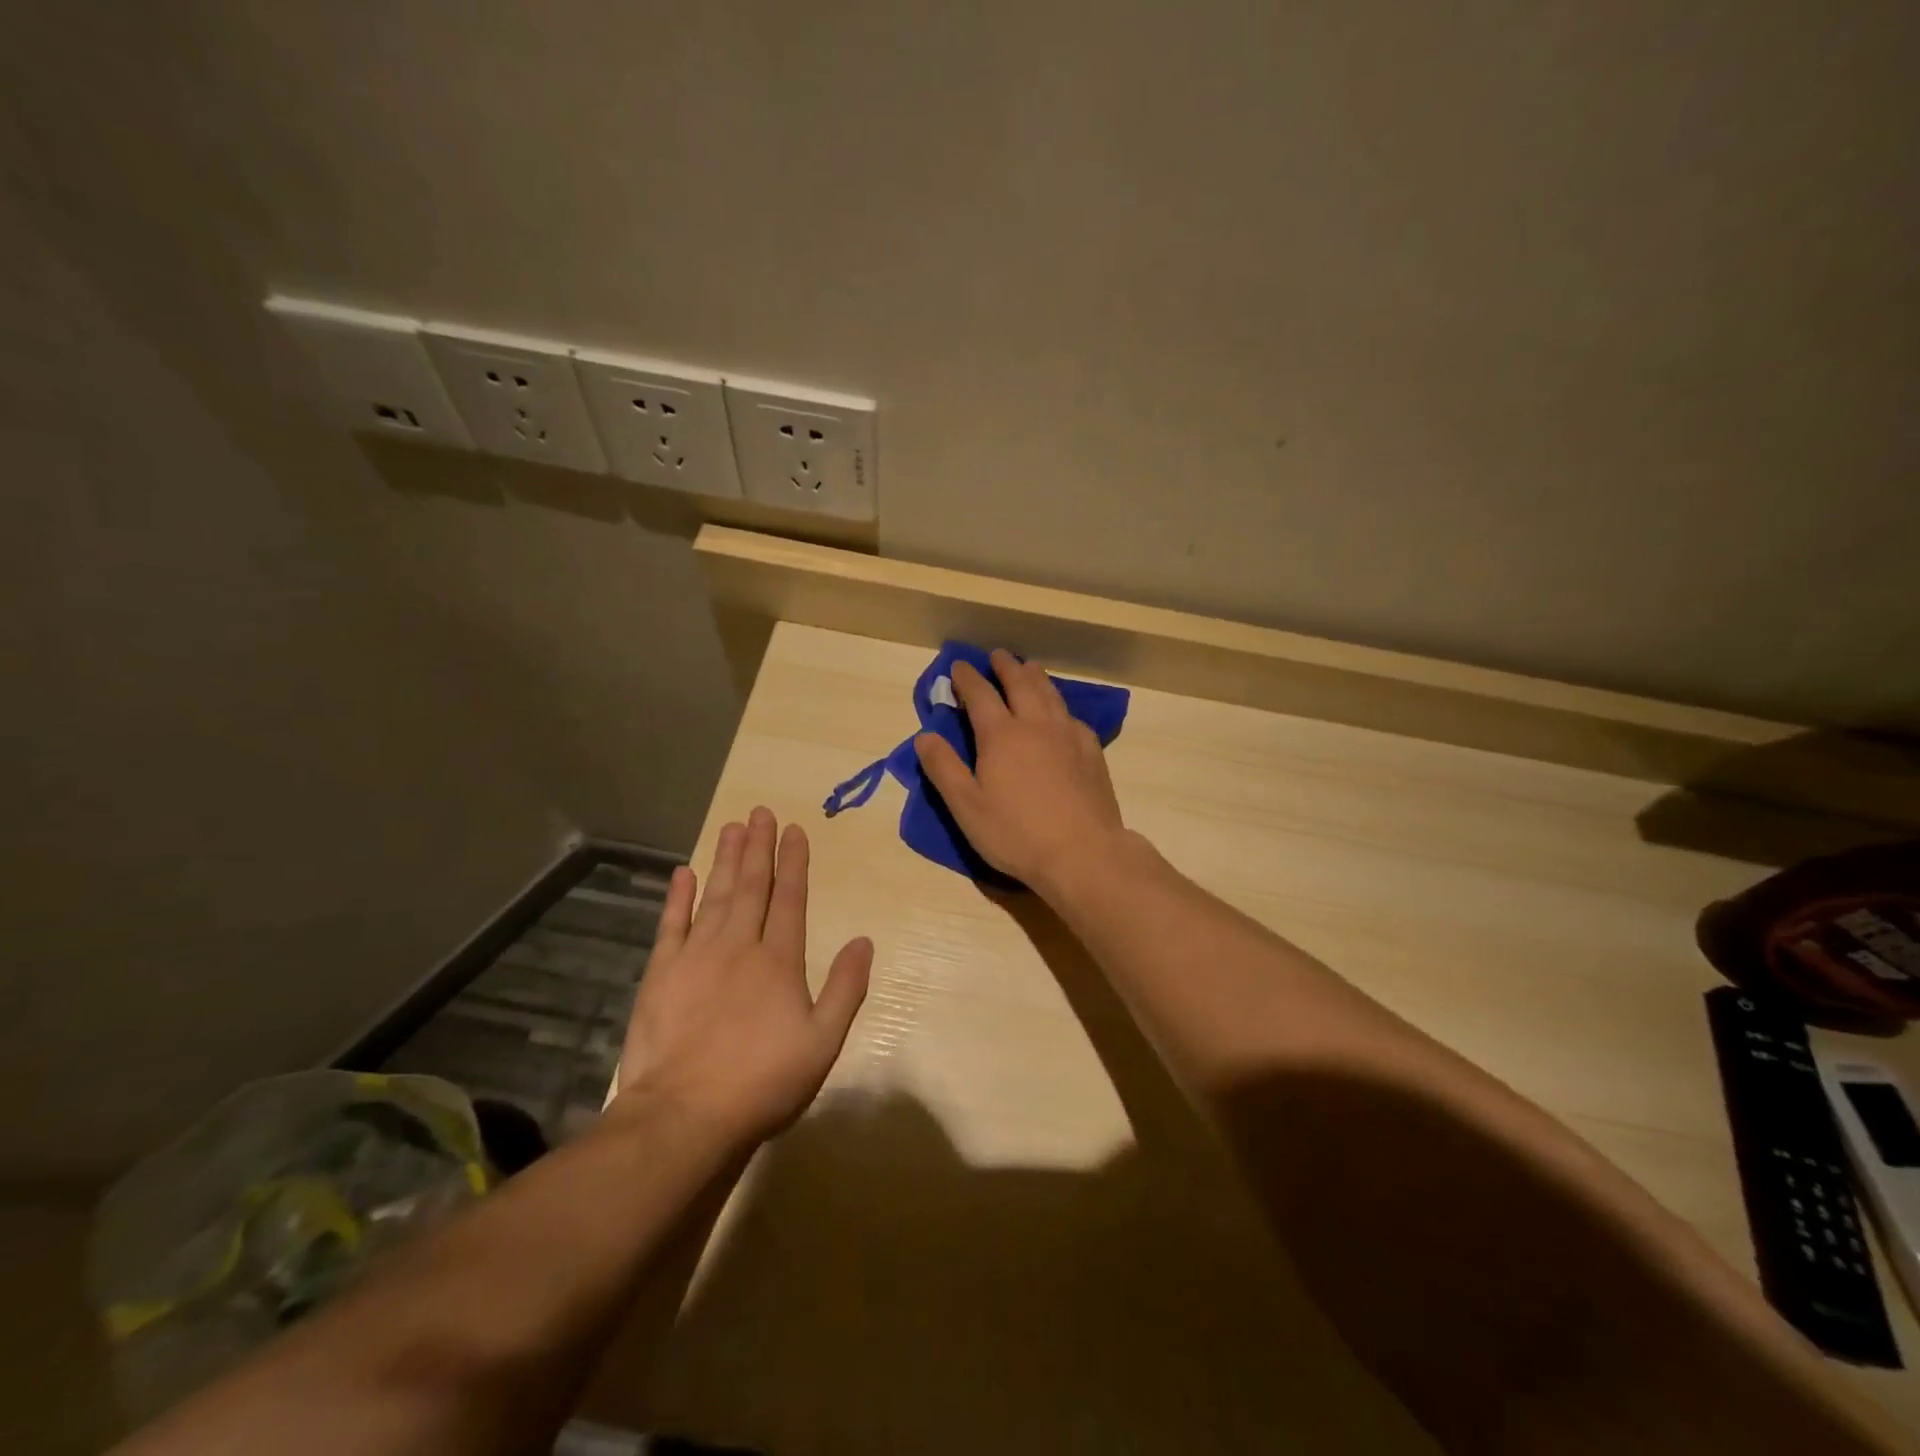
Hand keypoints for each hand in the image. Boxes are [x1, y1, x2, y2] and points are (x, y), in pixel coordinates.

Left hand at [615, 808, 872, 1145]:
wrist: (684, 1115)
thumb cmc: (763, 1082)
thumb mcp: (823, 1042)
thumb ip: (845, 988)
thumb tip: (865, 940)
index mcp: (779, 960)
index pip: (790, 898)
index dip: (794, 863)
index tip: (794, 830)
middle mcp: (739, 945)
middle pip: (752, 886)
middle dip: (758, 847)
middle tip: (760, 812)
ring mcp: (696, 955)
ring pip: (715, 895)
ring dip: (725, 860)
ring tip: (732, 827)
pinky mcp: (661, 973)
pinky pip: (671, 924)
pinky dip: (678, 897)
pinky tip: (684, 873)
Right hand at [914, 648, 1127, 890]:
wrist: (1082, 852)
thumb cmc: (1016, 833)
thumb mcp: (966, 806)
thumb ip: (944, 768)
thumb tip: (924, 735)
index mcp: (1001, 735)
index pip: (980, 694)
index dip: (967, 677)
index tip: (958, 665)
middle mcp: (1035, 725)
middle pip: (1020, 684)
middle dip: (1005, 667)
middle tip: (997, 656)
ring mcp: (1068, 735)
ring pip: (1050, 694)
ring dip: (1035, 677)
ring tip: (1029, 668)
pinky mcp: (1091, 751)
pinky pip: (1072, 716)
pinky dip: (1060, 705)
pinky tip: (1061, 713)